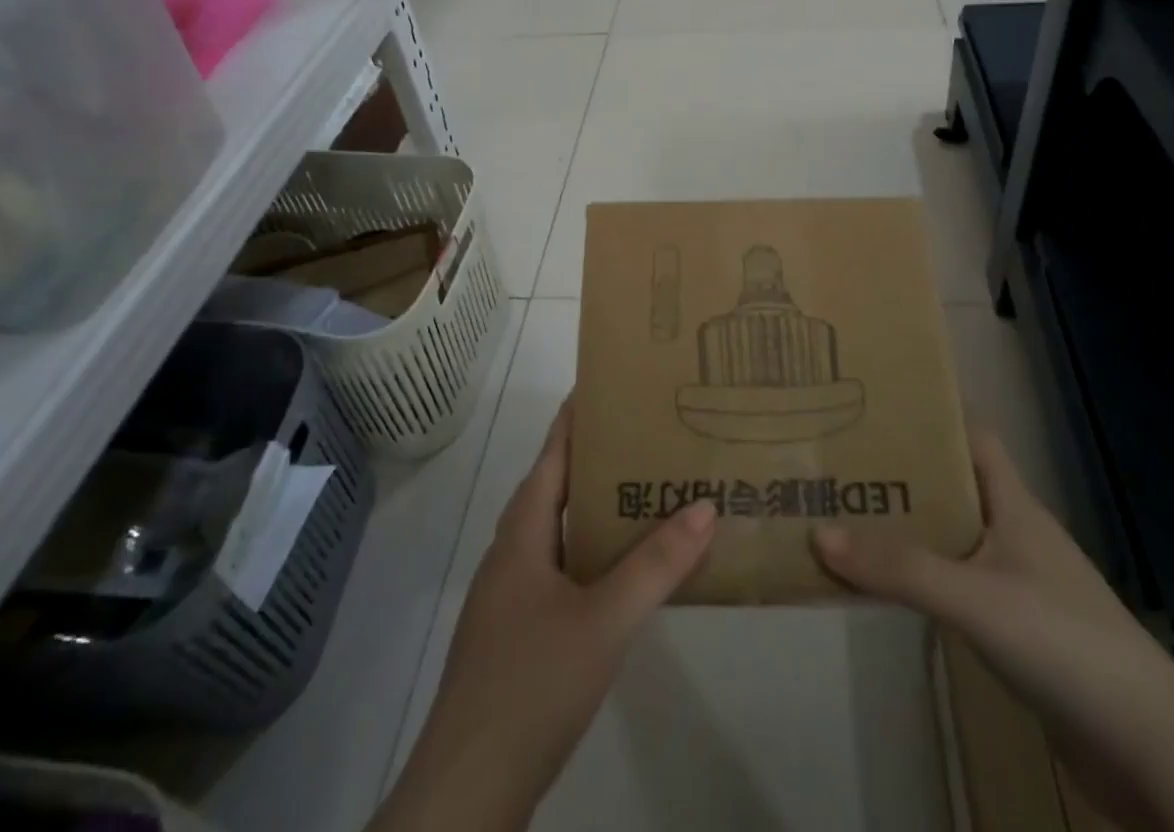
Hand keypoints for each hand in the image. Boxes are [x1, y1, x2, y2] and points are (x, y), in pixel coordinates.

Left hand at [373, 400, 715, 831]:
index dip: (578, 416)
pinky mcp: (517, 634)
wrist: (467, 790)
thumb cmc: (532, 683)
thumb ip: (655, 564)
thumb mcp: (604, 620)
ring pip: (558, 533)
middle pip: (555, 488)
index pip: (552, 454)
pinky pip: (560, 570)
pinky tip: (623, 572)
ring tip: (645, 493)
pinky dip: (592, 554)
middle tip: (647, 436)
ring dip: (596, 510)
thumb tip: (705, 506)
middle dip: (598, 459)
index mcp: (522, 533)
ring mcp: (510, 597)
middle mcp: (512, 553)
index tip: (612, 383)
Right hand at [812, 432, 1173, 826]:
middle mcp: (1015, 533)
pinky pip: (956, 584)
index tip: (878, 404)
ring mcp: (1018, 582)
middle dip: (901, 473)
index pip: (973, 437)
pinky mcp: (1017, 629)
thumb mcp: (974, 597)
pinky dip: (921, 577)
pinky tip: (887, 585)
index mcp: (1015, 504)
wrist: (1148, 750)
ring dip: (907, 527)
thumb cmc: (1063, 642)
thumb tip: (819, 533)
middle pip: (952, 486)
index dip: (932, 415)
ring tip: (847, 515)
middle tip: (840, 461)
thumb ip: (899, 568)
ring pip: (951, 537)